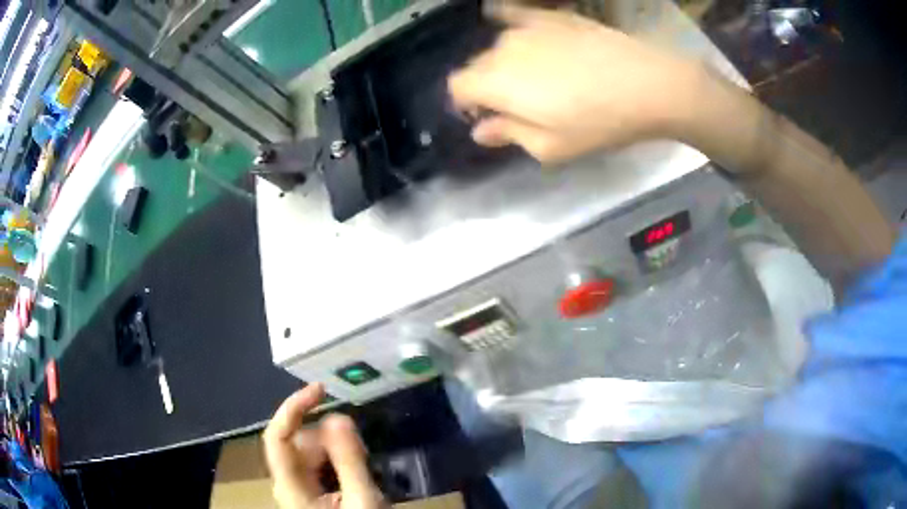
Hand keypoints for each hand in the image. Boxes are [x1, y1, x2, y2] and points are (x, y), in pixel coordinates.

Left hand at [263, 384, 386, 508]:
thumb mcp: (362, 500)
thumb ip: (350, 461)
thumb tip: (339, 416)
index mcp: (291, 487)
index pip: (277, 437)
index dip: (293, 408)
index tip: (322, 390)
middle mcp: (286, 483)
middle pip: (298, 443)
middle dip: (328, 438)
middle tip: (361, 448)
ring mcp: (295, 488)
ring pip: (308, 453)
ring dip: (335, 451)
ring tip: (361, 467)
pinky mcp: (306, 491)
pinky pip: (316, 465)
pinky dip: (335, 461)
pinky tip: (353, 474)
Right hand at [448, 6, 699, 162]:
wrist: (647, 84)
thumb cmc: (598, 122)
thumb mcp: (550, 147)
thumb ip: (508, 135)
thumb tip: (480, 130)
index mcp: (495, 82)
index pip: (457, 86)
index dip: (466, 103)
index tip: (488, 116)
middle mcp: (503, 47)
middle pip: (477, 65)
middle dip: (487, 85)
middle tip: (519, 103)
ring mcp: (527, 27)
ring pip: (500, 44)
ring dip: (506, 61)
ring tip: (537, 76)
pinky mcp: (552, 16)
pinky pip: (516, 14)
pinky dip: (509, 22)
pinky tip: (520, 32)